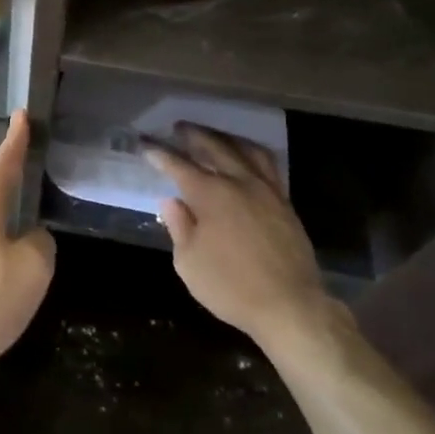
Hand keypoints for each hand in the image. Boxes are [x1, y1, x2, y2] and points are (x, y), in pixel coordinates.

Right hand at [143, 124, 346, 351]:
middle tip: (178, 128)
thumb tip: (172, 201)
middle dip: (193, 135)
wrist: (290, 306)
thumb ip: (179, 226)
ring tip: (214, 135)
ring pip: (245, 150)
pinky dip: (251, 153)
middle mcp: (239, 182)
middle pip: (214, 147)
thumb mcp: (189, 262)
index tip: (145, 142)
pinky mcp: (285, 203)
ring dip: (225, 138)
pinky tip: (246, 158)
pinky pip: (268, 165)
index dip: (159, 153)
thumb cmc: (231, 286)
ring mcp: (266, 190)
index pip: (178, 165)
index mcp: (210, 194)